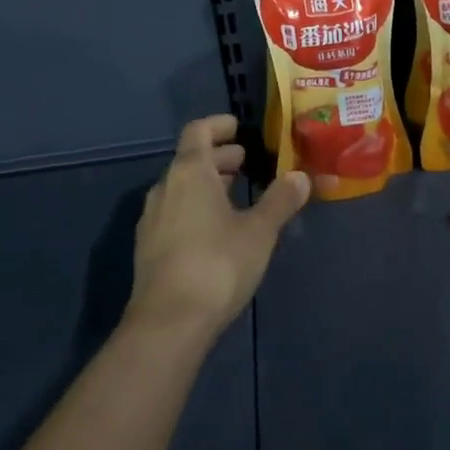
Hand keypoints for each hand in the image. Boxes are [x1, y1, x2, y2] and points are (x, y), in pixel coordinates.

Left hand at [129, 114, 309, 339]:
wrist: (168, 323)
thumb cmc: (217, 265)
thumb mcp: (259, 231)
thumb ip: (280, 200)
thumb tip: (300, 176)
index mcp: (189, 172)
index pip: (198, 131)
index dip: (219, 125)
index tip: (238, 127)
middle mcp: (164, 188)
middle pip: (189, 159)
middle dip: (218, 158)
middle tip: (245, 163)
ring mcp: (151, 219)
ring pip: (180, 187)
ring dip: (206, 184)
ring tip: (235, 194)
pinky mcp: (148, 248)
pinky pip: (174, 212)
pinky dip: (195, 207)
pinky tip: (215, 229)